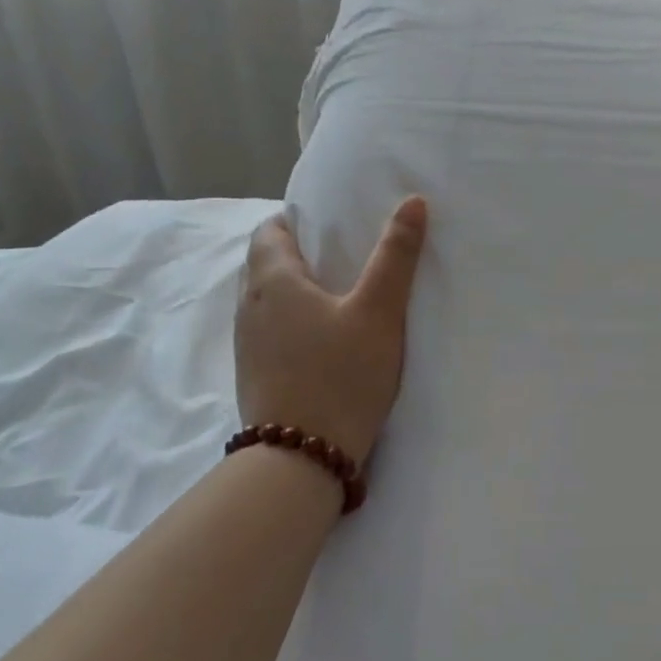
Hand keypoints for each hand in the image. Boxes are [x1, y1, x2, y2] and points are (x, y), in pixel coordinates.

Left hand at [235, 197, 428, 464]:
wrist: (300, 458)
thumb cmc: (340, 375)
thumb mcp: (378, 311)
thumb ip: (395, 255)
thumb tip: (413, 201)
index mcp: (273, 280)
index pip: (269, 230)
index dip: (297, 219)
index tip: (333, 222)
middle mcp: (249, 306)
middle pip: (265, 262)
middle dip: (298, 251)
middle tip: (344, 254)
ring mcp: (246, 343)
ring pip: (266, 298)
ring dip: (293, 288)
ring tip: (337, 293)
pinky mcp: (253, 373)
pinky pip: (268, 328)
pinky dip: (290, 319)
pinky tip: (323, 337)